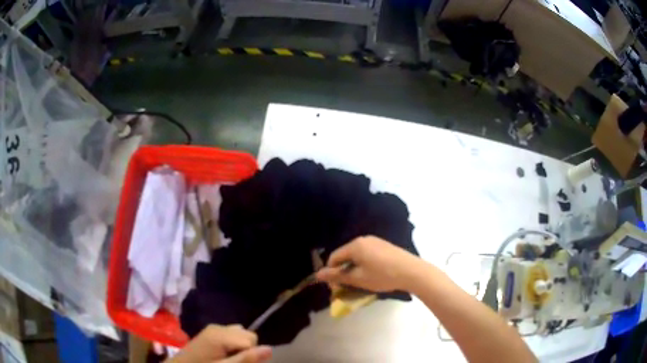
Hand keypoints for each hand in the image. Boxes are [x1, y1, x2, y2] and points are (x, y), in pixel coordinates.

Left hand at [167, 325, 271, 362]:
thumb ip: (246, 359)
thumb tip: (270, 348)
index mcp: (221, 334)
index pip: (251, 340)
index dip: (249, 354)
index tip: (237, 362)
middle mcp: (219, 326)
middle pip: (248, 334)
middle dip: (246, 349)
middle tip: (232, 361)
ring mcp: (214, 328)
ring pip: (241, 334)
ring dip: (240, 346)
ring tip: (228, 358)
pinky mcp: (210, 331)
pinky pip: (231, 333)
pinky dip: (233, 343)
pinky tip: (223, 353)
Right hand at [316, 235, 420, 292]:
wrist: (412, 271)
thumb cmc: (382, 275)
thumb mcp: (357, 278)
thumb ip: (337, 276)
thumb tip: (317, 274)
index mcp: (354, 245)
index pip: (334, 257)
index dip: (331, 273)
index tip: (336, 288)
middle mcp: (363, 239)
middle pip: (345, 256)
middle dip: (343, 272)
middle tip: (348, 287)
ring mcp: (375, 241)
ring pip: (357, 256)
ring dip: (354, 270)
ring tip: (360, 283)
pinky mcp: (384, 246)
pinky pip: (367, 255)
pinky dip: (364, 265)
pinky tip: (372, 276)